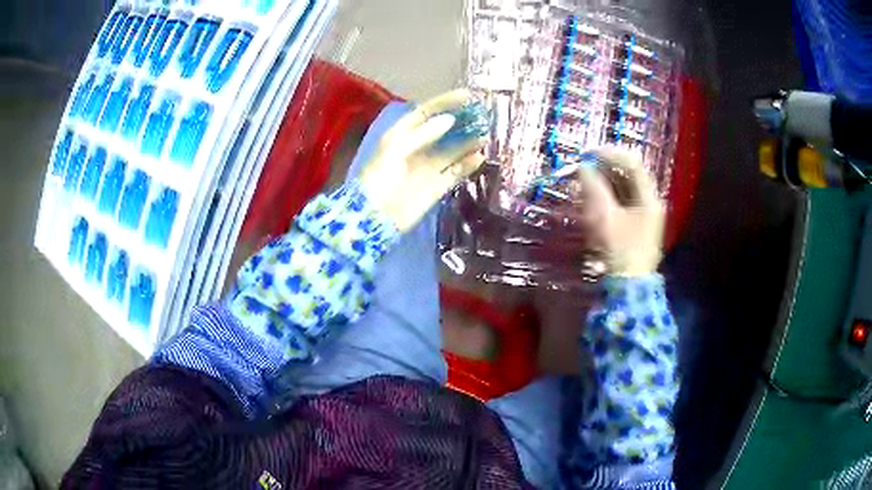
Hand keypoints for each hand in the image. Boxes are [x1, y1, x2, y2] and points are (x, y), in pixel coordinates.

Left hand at [359, 89, 486, 231]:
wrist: (374, 218)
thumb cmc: (379, 179)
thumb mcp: (396, 150)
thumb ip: (423, 134)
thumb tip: (450, 120)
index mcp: (403, 135)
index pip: (426, 112)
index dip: (446, 103)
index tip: (467, 96)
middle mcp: (418, 148)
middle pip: (443, 129)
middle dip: (462, 121)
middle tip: (483, 115)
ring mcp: (428, 167)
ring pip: (453, 150)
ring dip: (469, 142)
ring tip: (486, 134)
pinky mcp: (436, 186)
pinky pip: (455, 172)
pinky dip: (468, 164)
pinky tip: (480, 157)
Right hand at [576, 148, 664, 276]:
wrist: (628, 289)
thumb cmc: (619, 251)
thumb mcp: (604, 217)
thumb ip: (593, 188)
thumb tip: (582, 167)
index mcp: (649, 198)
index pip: (632, 163)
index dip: (609, 154)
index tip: (586, 154)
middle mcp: (650, 202)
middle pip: (628, 175)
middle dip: (603, 169)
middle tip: (582, 168)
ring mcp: (644, 216)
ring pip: (623, 189)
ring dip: (603, 182)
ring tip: (583, 183)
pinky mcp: (635, 227)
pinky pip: (621, 203)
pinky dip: (606, 197)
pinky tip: (591, 200)